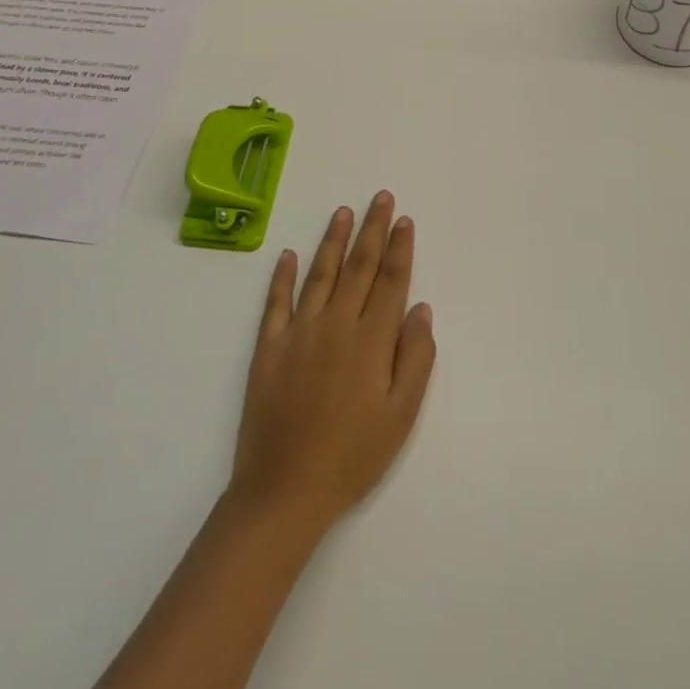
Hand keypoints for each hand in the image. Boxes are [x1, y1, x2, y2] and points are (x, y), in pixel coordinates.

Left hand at [227, 193, 435, 537]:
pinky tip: (288, 254)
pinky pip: (276, 302)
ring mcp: (299, 332)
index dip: (399, 248)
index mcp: (371, 340)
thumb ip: (415, 358)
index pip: (390, 281)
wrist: (284, 491)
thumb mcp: (400, 416)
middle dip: (373, 229)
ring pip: (321, 273)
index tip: (404, 220)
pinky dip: (282, 276)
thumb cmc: (352, 456)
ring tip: (343, 211)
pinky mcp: (269, 347)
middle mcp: (336, 323)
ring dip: (334, 240)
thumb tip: (420, 308)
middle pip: (359, 266)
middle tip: (381, 197)